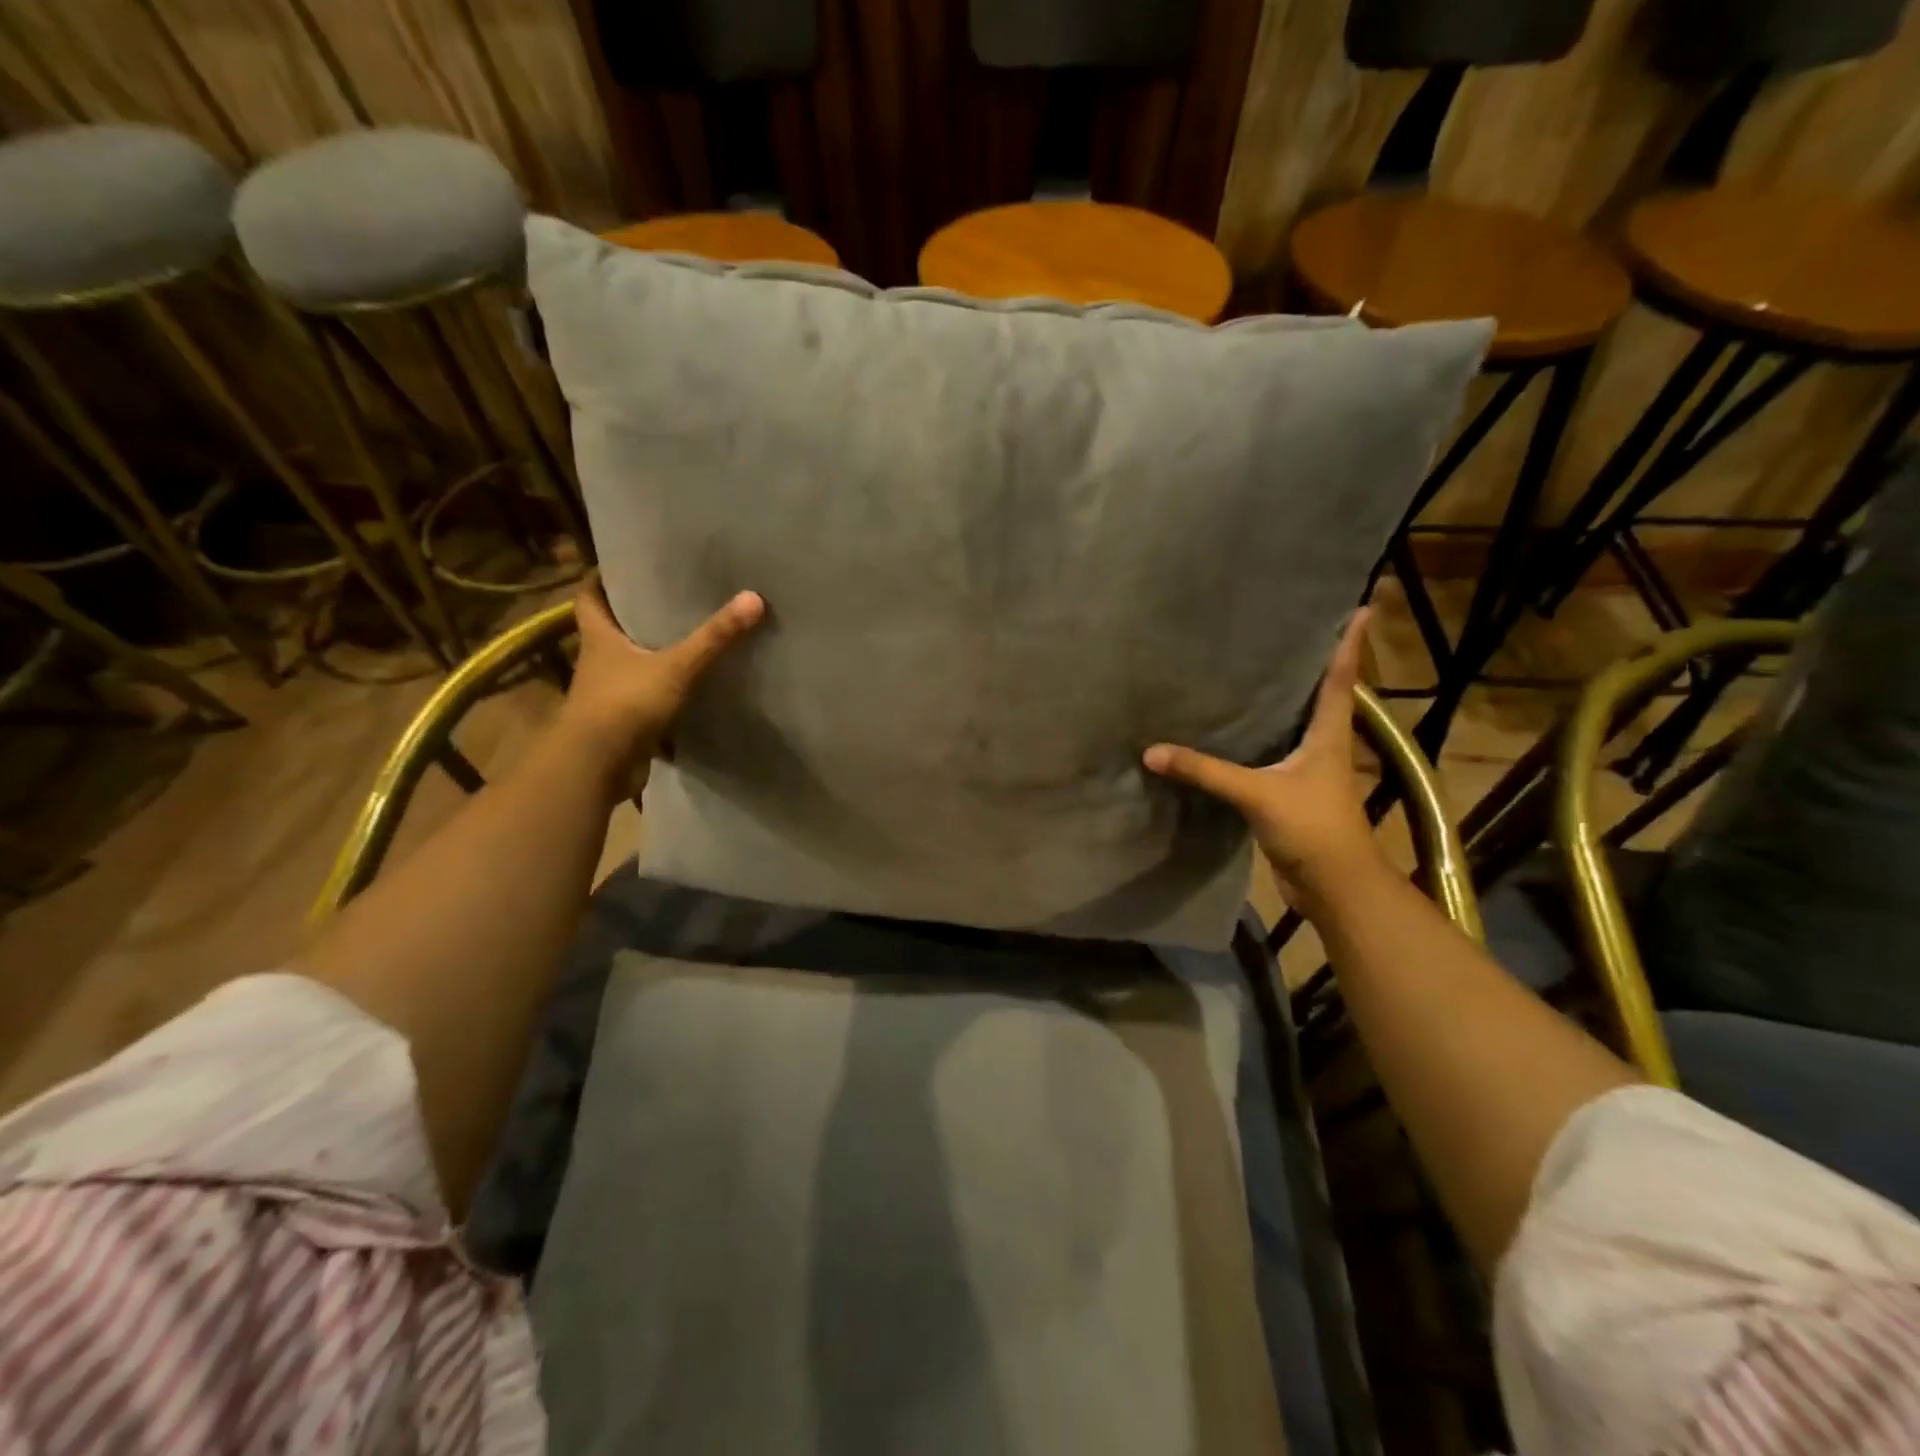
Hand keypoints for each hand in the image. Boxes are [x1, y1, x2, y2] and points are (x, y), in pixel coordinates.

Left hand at [559, 579, 764, 783]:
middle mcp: (598, 661)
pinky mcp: (621, 722)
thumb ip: (713, 637)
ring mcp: (607, 694)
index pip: (589, 596)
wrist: (596, 767)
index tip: (627, 568)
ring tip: (687, 640)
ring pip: (629, 666)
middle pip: (611, 630)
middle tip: (670, 598)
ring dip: (650, 657)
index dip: (603, 580)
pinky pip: (643, 699)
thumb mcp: (676, 667)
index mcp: (599, 638)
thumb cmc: (625, 704)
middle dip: (635, 616)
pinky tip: (689, 689)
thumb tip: (753, 598)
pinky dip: (661, 694)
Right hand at [1144, 608, 1384, 913]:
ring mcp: (1310, 773)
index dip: (1349, 644)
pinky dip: (1261, 739)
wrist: (1334, 887)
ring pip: (1297, 726)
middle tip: (1292, 630)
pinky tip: (1236, 733)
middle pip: (1323, 696)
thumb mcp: (1257, 794)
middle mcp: (1324, 746)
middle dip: (1313, 665)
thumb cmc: (1312, 828)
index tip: (1360, 608)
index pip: (1341, 679)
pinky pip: (1274, 756)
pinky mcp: (1292, 794)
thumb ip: (1206, 772)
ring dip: (1287, 702)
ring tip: (1259, 672)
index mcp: (1329, 735)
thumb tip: (1152, 752)